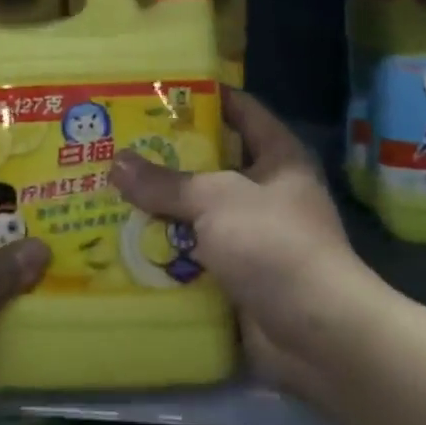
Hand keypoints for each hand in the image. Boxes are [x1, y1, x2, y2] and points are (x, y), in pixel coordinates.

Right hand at [109, 89, 369, 398]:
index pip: (241, 110)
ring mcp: (253, 236)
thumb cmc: (273, 245)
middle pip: (211, 164)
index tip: (158, 90)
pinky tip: (123, 242)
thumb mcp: (216, 200)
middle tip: (117, 143)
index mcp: (277, 157)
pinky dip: (165, 252)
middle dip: (167, 157)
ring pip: (198, 213)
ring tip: (108, 190)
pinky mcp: (238, 276)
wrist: (317, 335)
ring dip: (160, 209)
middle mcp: (267, 192)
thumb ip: (166, 182)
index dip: (205, 96)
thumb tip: (116, 163)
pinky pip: (194, 255)